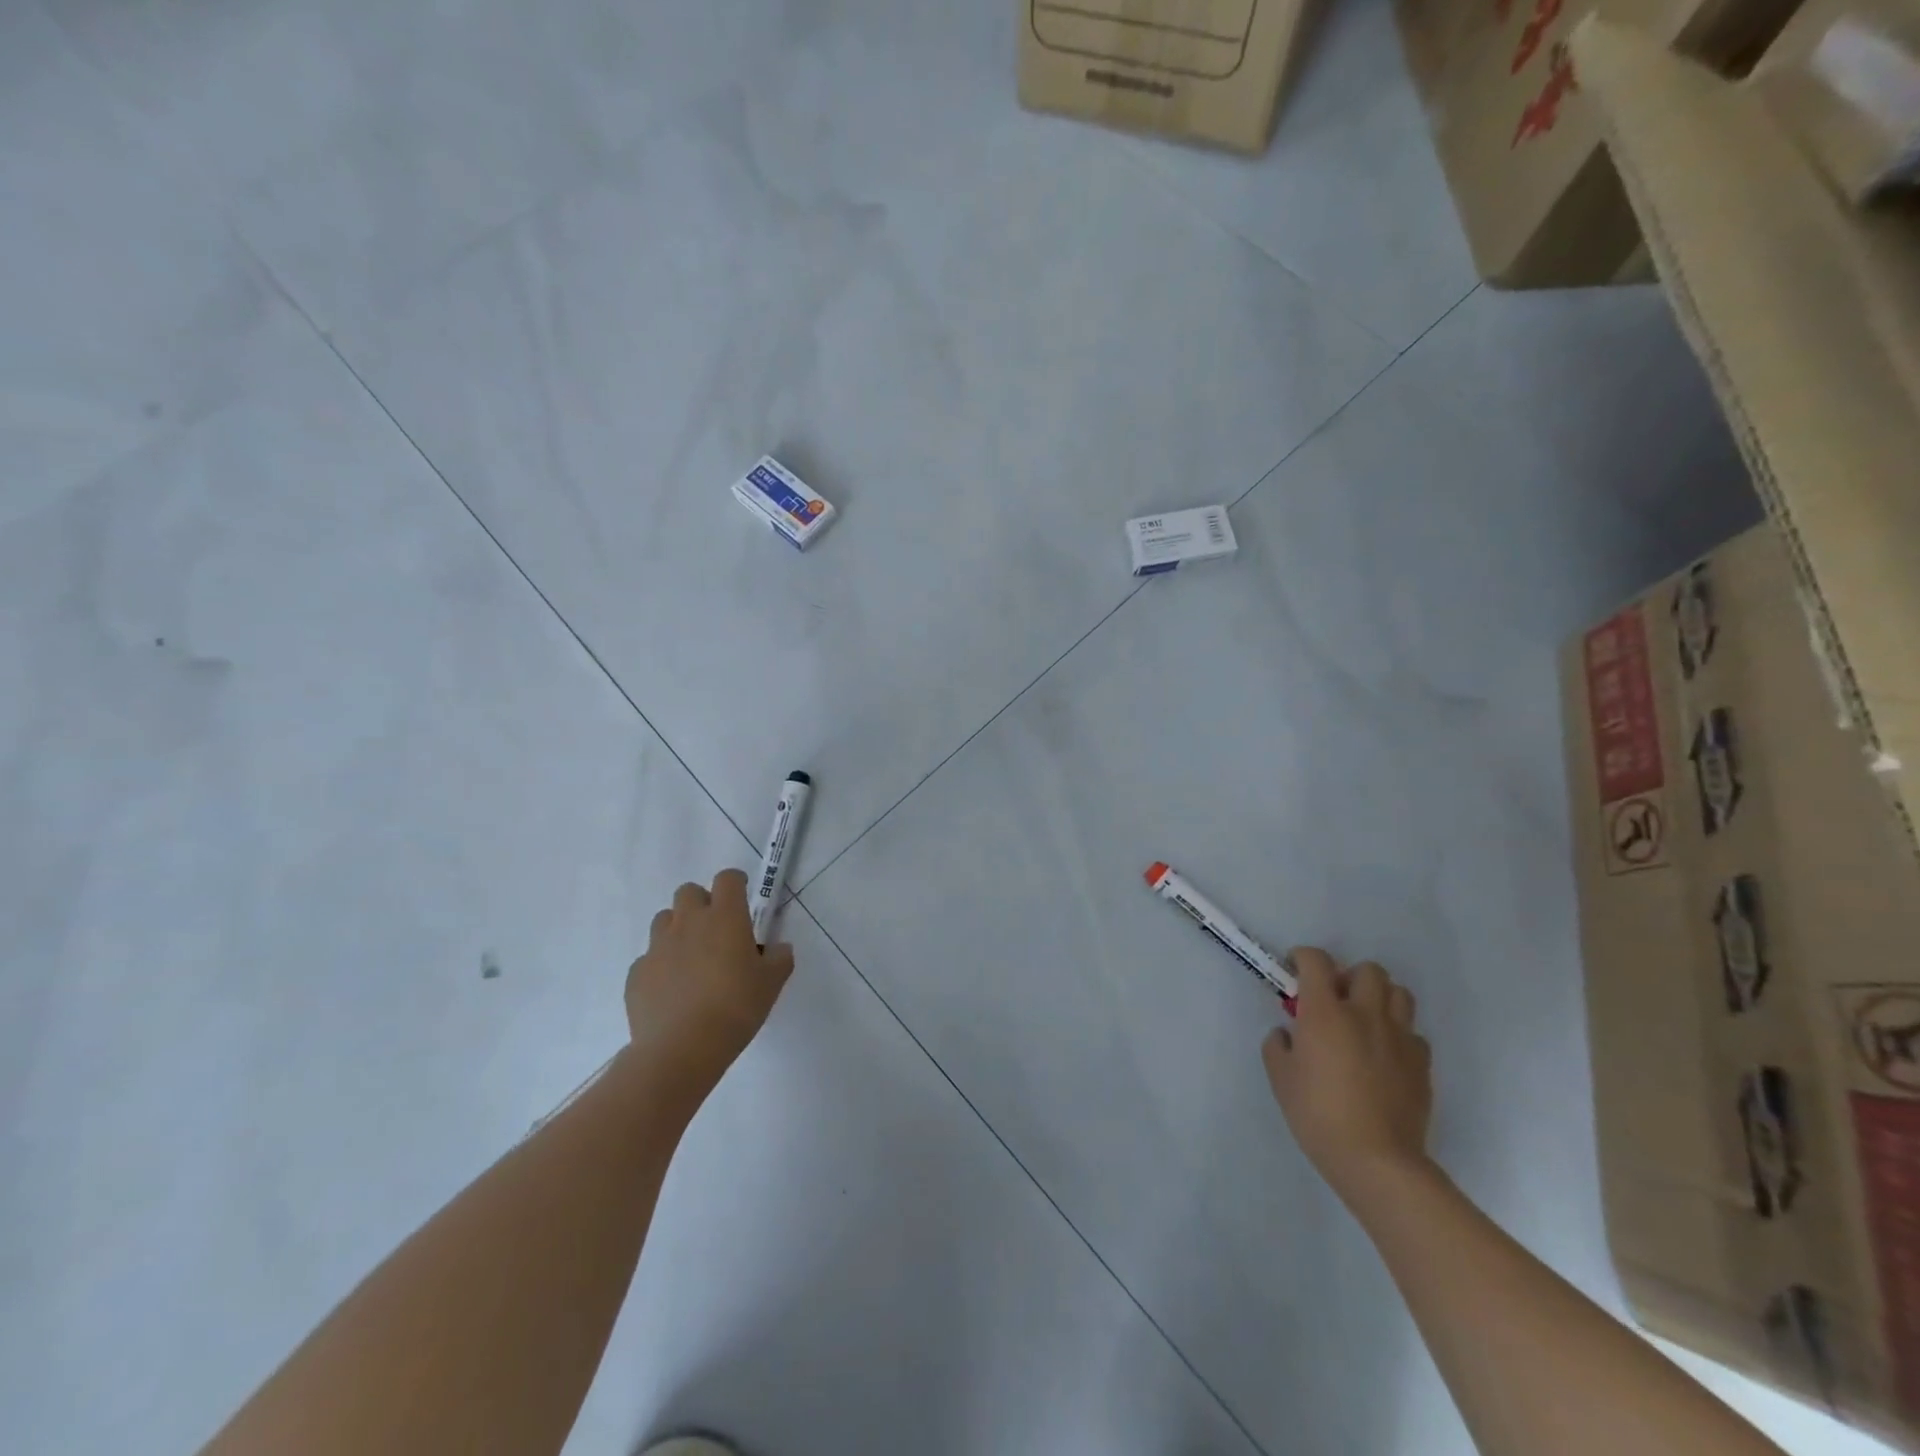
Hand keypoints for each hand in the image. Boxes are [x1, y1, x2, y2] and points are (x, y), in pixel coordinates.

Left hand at [625, 869, 794, 1094]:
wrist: (681, 1049)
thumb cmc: (735, 1008)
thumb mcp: (772, 984)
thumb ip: (779, 959)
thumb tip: (778, 949)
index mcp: (725, 917)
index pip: (728, 878)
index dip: (736, 884)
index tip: (743, 899)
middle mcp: (688, 922)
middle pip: (689, 891)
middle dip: (702, 903)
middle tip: (716, 931)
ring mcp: (657, 946)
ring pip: (664, 920)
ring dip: (678, 930)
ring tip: (692, 959)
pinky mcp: (637, 973)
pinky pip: (649, 958)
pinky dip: (661, 965)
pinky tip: (673, 991)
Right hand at [1262, 947, 1432, 1201]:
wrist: (1377, 1160)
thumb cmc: (1318, 1114)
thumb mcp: (1280, 1077)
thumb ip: (1279, 1045)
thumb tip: (1288, 1034)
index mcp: (1325, 1011)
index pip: (1316, 961)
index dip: (1303, 958)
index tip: (1294, 970)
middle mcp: (1365, 1013)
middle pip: (1367, 970)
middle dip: (1349, 977)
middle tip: (1334, 1000)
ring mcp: (1399, 1037)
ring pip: (1398, 993)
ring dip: (1379, 998)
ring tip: (1364, 1021)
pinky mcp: (1422, 1063)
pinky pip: (1412, 1032)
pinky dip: (1397, 1034)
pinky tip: (1384, 1056)